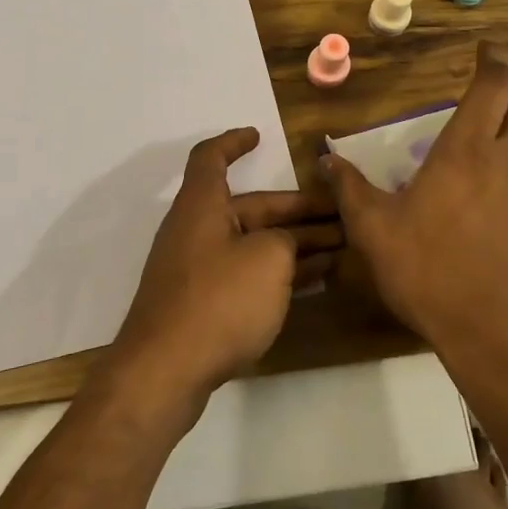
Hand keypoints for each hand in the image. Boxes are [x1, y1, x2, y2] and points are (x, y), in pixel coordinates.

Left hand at [101, 129, 338, 417]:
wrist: (165, 372)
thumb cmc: (218, 301)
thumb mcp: (267, 260)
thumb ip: (285, 241)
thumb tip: (285, 244)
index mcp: (203, 205)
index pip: (211, 158)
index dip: (233, 142)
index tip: (258, 136)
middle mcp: (196, 229)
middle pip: (250, 207)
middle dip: (296, 210)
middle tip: (342, 214)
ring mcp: (198, 268)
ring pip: (253, 242)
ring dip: (295, 242)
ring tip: (340, 247)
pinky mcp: (203, 302)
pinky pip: (247, 273)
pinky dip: (278, 271)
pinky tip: (313, 280)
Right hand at [323, 44, 507, 368]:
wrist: (501, 335)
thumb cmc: (431, 274)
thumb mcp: (374, 232)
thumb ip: (349, 189)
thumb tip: (325, 159)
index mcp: (466, 149)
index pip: (493, 84)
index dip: (492, 60)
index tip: (483, 50)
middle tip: (484, 108)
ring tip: (504, 145)